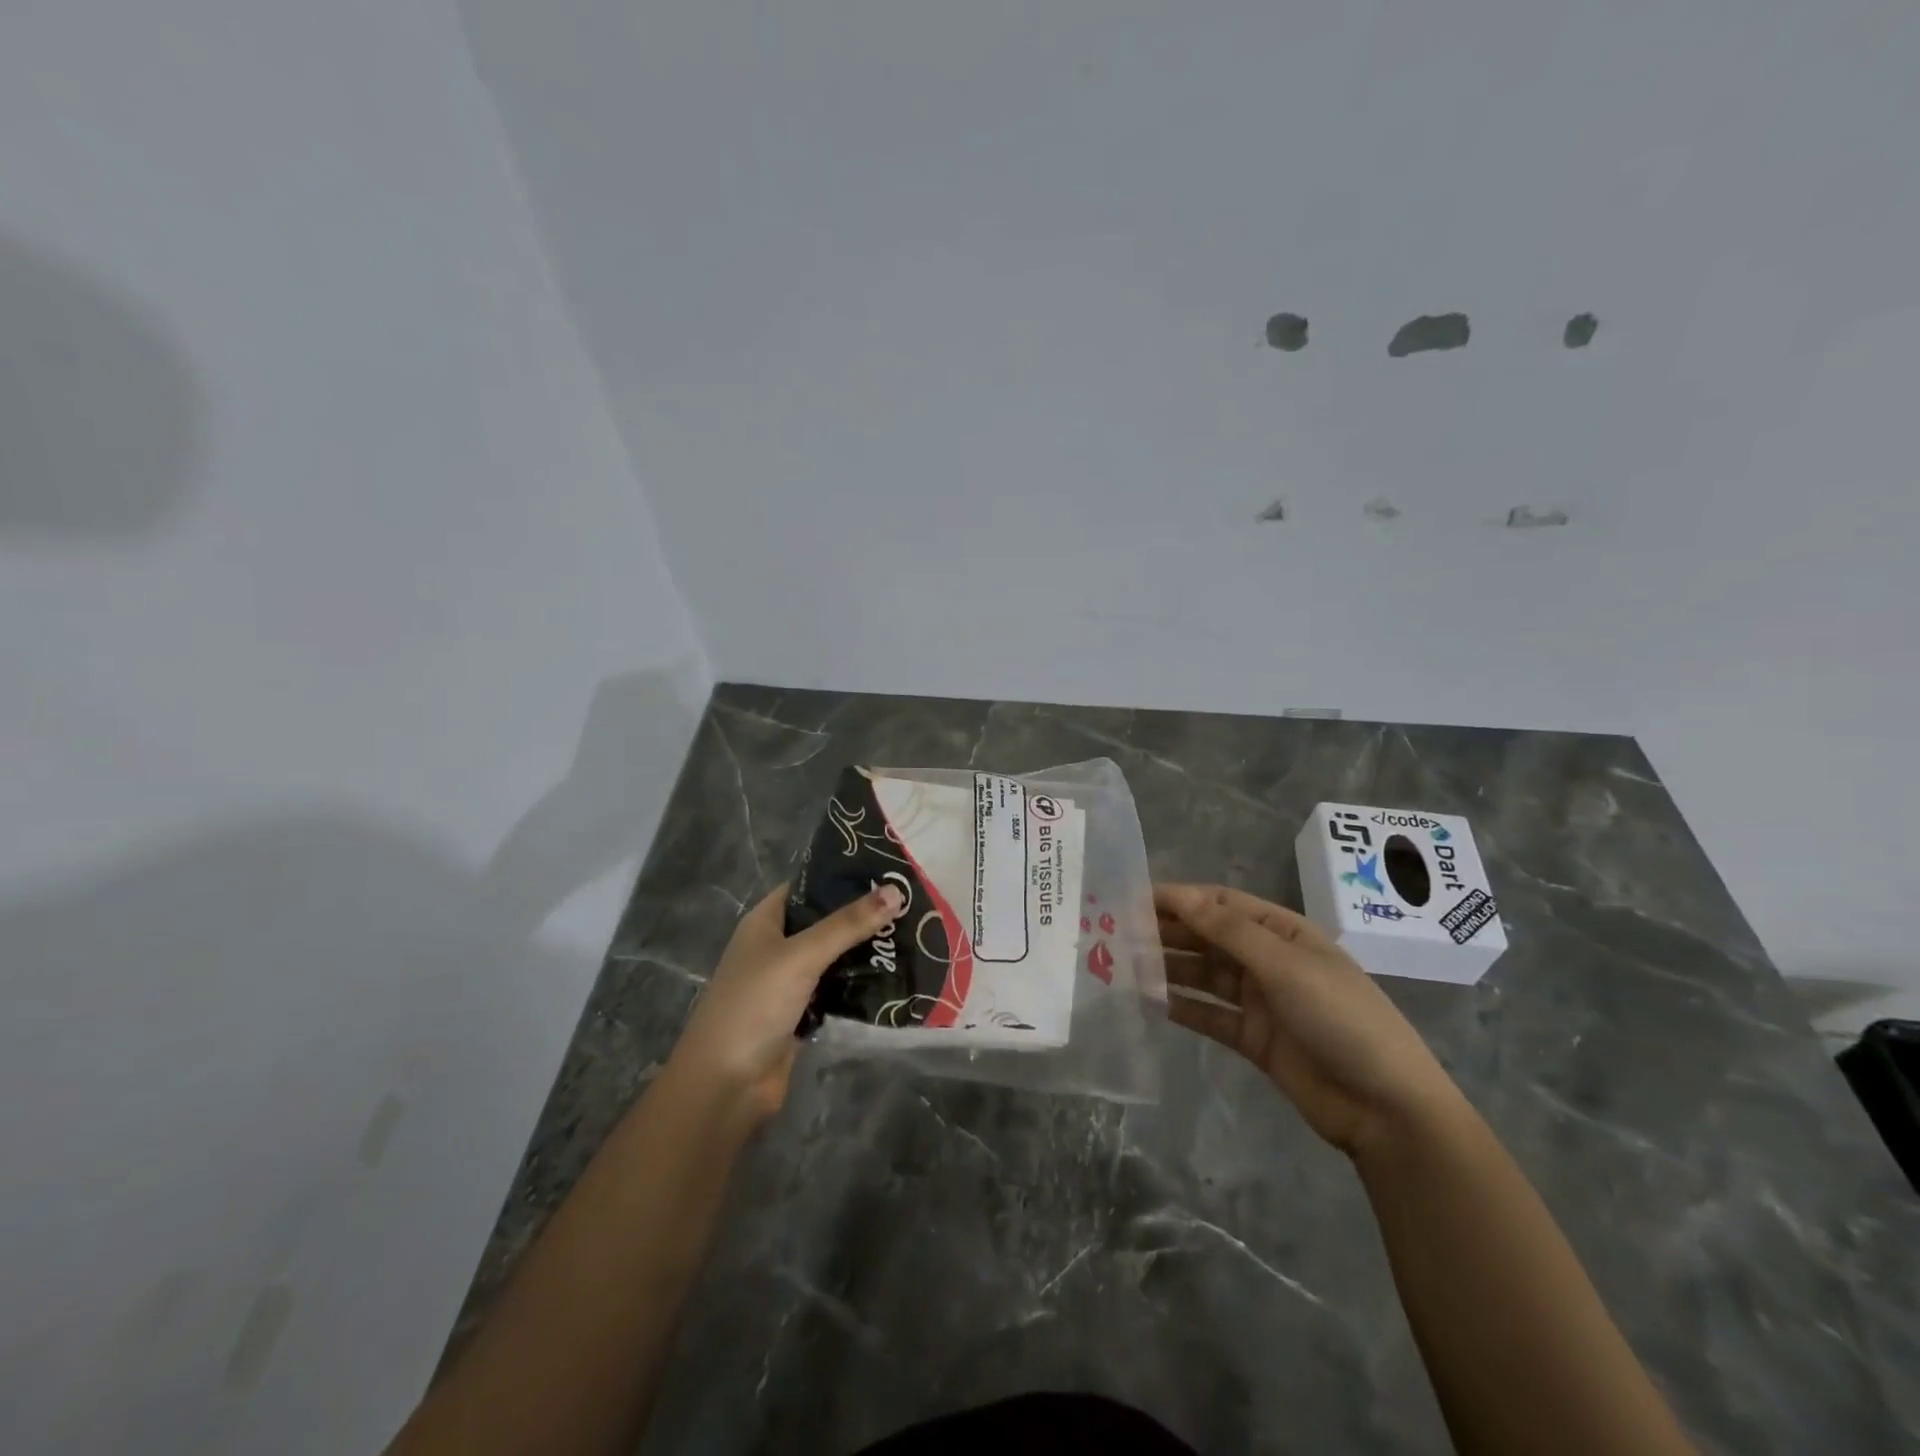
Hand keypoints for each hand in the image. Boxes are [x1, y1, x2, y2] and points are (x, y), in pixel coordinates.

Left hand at [669, 882, 904, 1127]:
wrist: (726, 1086)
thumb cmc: (754, 1005)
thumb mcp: (801, 956)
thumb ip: (847, 924)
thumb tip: (895, 890)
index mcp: (765, 922)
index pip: (806, 886)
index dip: (841, 876)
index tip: (886, 870)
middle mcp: (776, 947)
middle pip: (824, 922)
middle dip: (862, 915)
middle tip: (909, 903)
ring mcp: (788, 983)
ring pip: (833, 957)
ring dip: (864, 950)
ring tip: (912, 933)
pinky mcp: (802, 1015)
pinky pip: (837, 990)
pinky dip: (860, 984)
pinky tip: (895, 975)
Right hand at [1155, 883, 1468, 1157]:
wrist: (1385, 1107)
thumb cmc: (1340, 1018)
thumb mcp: (1285, 965)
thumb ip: (1228, 931)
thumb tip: (1179, 896)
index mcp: (1283, 932)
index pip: (1221, 905)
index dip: (1180, 898)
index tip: (1132, 899)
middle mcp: (1268, 959)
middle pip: (1209, 938)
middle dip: (1168, 933)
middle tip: (1118, 933)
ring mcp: (1260, 1000)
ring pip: (1204, 975)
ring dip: (1170, 968)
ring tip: (1125, 966)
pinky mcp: (1253, 1037)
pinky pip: (1209, 1014)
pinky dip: (1182, 1007)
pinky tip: (1149, 1002)